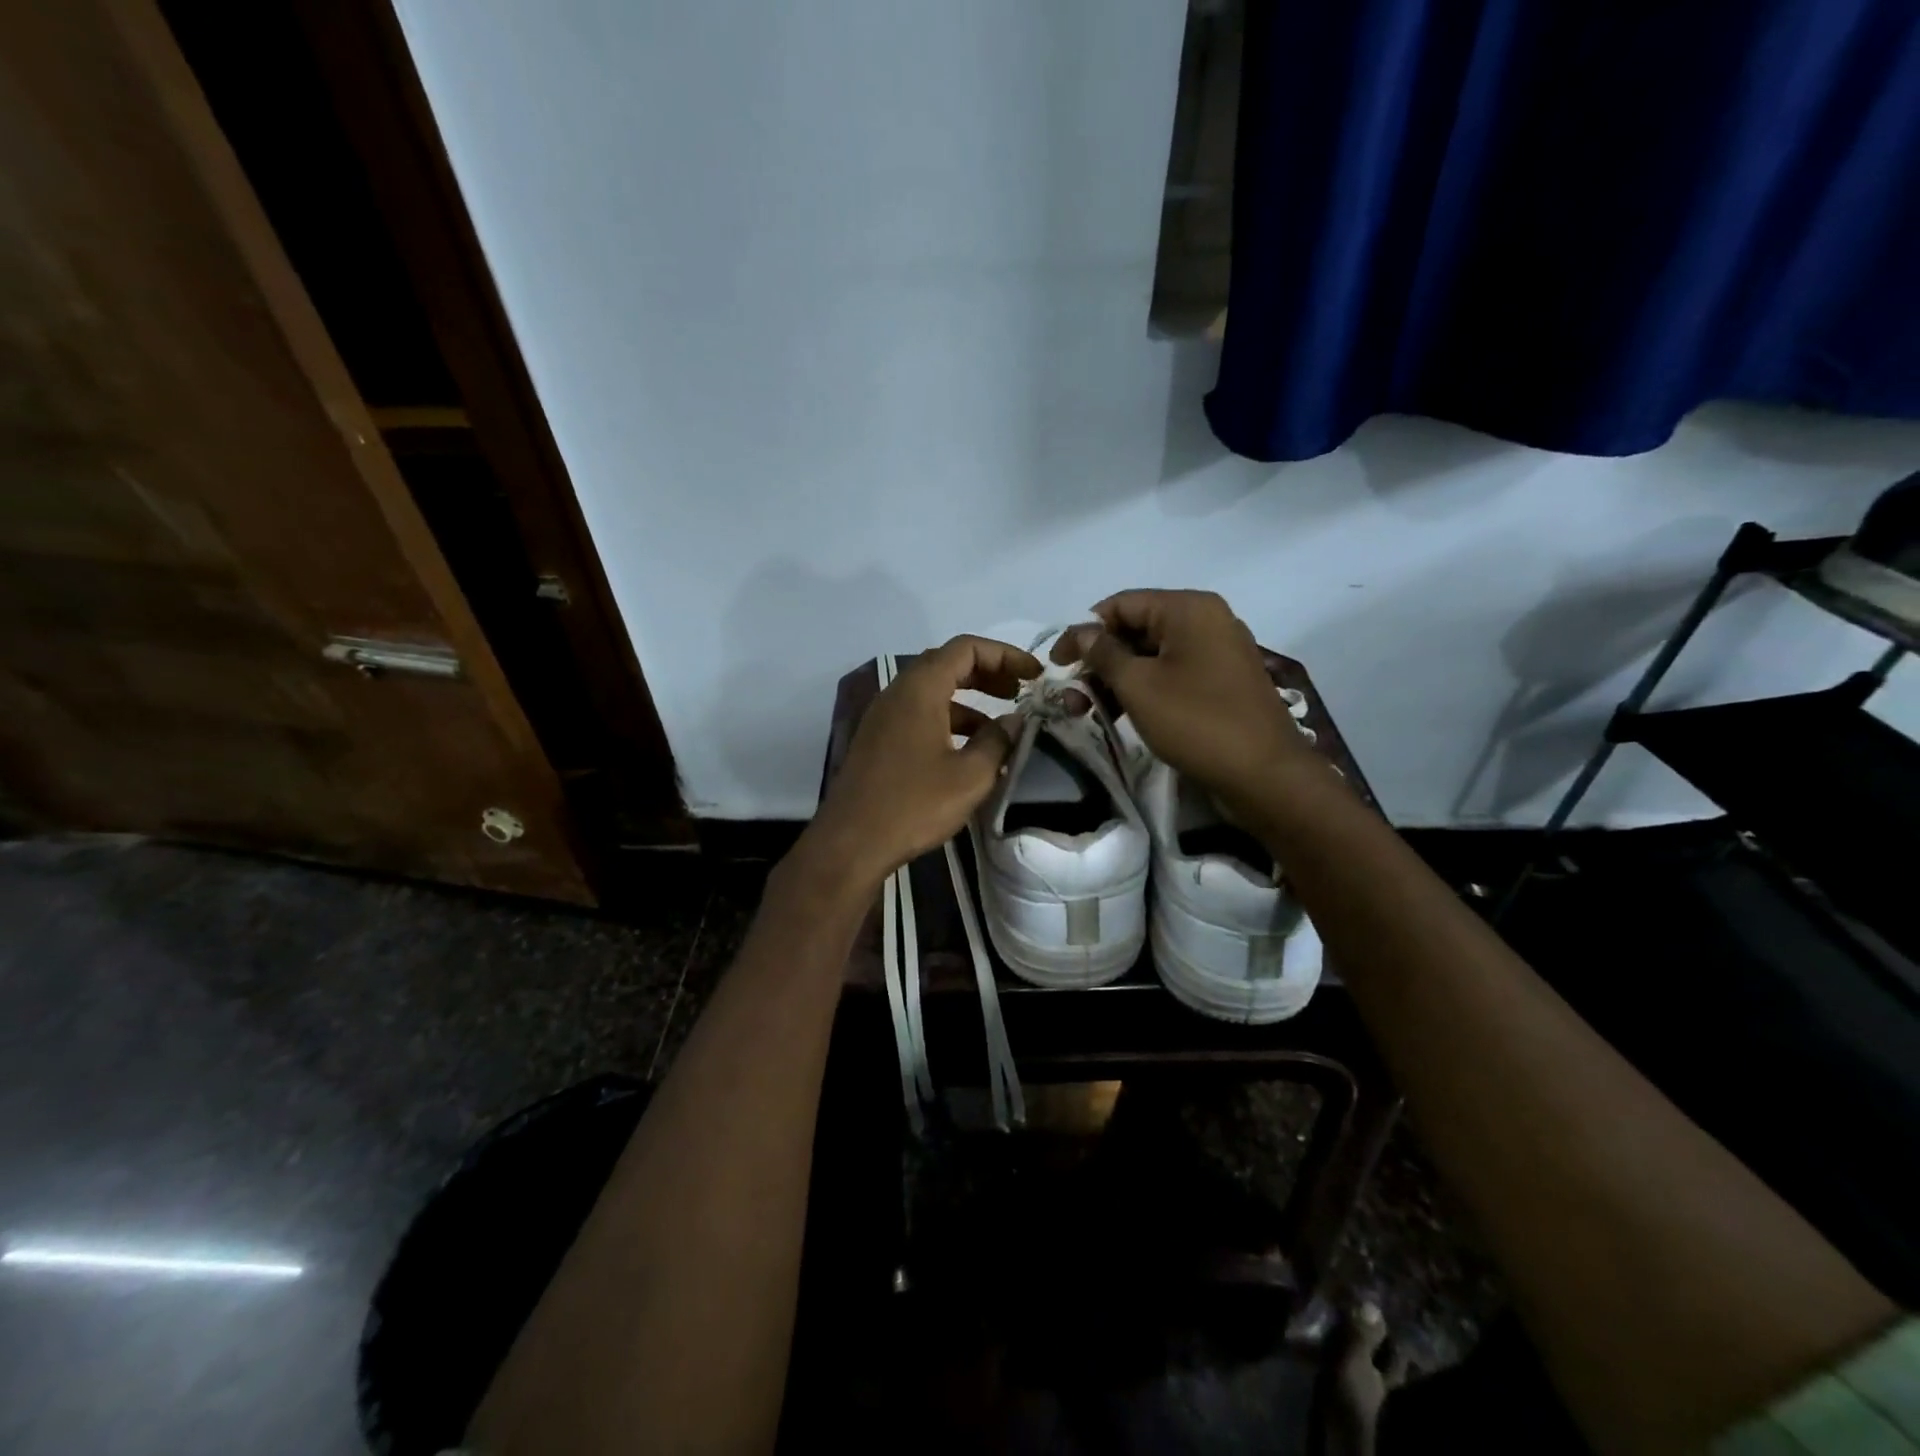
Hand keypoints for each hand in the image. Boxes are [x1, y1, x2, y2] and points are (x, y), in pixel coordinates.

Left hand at [803, 635, 1040, 888]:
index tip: (1034, 675)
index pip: (966, 648)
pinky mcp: (878, 740)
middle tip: (1020, 693)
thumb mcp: (970, 776)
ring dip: (970, 700)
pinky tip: (969, 750)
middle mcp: (898, 693)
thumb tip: (1015, 720)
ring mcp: (884, 716)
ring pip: (933, 692)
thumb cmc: (914, 805)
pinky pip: (919, 714)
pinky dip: (949, 720)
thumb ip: (998, 741)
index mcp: (920, 689)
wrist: (851, 842)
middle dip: (988, 673)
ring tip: (1001, 727)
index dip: (1005, 655)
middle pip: (948, 664)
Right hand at [1054, 590, 1310, 800]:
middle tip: (1072, 697)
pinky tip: (1120, 715)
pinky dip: (1144, 689)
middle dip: (1099, 661)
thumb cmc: (1196, 722)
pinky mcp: (1222, 682)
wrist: (1264, 775)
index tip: (1056, 664)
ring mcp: (1218, 651)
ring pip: (1152, 655)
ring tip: (1088, 712)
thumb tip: (1081, 632)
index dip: (1083, 632)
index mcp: (1188, 609)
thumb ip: (1103, 653)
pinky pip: (1173, 674)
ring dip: (1117, 680)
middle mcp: (1207, 620)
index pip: (1121, 605)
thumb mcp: (1138, 686)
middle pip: (1136, 629)